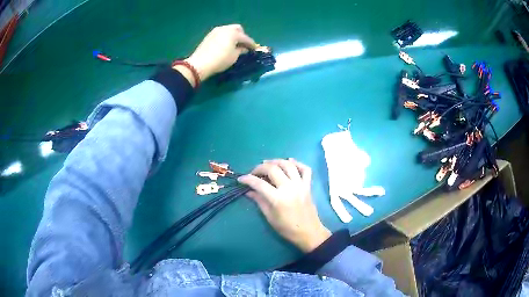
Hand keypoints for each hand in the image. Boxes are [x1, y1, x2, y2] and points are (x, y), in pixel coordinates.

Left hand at [183, 24, 256, 82]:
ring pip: (228, 30)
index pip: (246, 38)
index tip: (254, 49)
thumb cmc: (220, 60)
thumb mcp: (234, 56)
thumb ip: (241, 50)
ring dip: (233, 35)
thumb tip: (244, 48)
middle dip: (242, 35)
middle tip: (243, 45)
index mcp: (233, 33)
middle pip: (237, 29)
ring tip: (234, 45)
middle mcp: (225, 29)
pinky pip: (221, 33)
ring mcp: (216, 31)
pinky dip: (225, 37)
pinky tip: (225, 44)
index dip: (251, 44)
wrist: (200, 63)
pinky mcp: (209, 35)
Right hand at [238, 159, 330, 252]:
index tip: (241, 179)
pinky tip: (289, 162)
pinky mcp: (308, 185)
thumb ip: (259, 201)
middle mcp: (289, 188)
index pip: (259, 183)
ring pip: (288, 164)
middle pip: (272, 169)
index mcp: (278, 199)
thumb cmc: (287, 228)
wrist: (309, 232)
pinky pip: (305, 169)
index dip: (247, 179)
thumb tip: (249, 191)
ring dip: (276, 161)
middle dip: (260, 168)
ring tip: (268, 164)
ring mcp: (300, 185)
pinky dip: (297, 163)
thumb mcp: (270, 217)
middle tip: (254, 172)